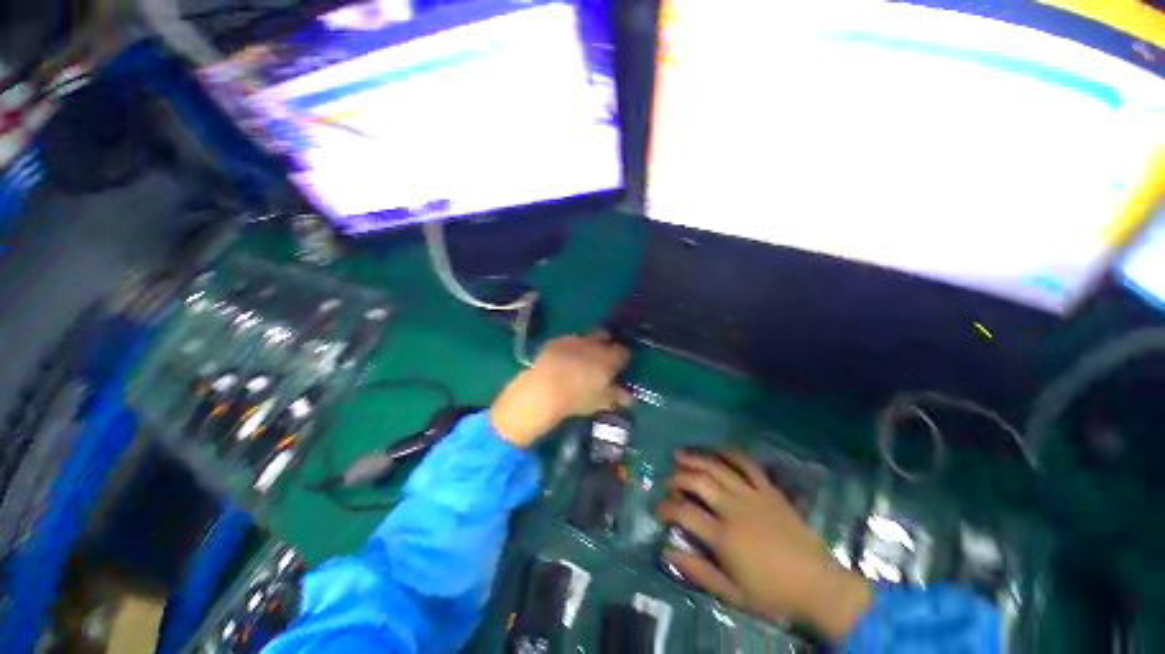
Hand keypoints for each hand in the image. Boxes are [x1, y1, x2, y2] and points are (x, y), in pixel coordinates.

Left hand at [491, 332, 631, 447]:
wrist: (544, 389)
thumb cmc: (578, 397)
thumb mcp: (601, 401)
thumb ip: (617, 397)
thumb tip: (630, 398)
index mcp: (610, 358)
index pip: (624, 352)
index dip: (623, 358)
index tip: (620, 367)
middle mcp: (595, 344)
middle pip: (606, 337)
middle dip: (606, 344)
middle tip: (602, 359)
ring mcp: (574, 340)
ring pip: (586, 337)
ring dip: (587, 345)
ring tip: (581, 360)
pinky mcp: (557, 341)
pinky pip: (568, 341)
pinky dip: (570, 348)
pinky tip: (563, 360)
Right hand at [656, 450, 870, 641]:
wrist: (819, 586)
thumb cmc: (773, 595)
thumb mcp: (733, 594)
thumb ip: (698, 572)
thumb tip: (667, 552)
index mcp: (724, 537)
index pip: (684, 513)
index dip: (665, 507)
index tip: (657, 509)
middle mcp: (734, 509)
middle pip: (698, 482)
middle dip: (677, 478)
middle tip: (667, 482)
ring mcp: (753, 496)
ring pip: (718, 468)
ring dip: (695, 458)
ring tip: (679, 455)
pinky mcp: (769, 490)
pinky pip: (747, 464)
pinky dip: (729, 453)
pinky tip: (716, 450)